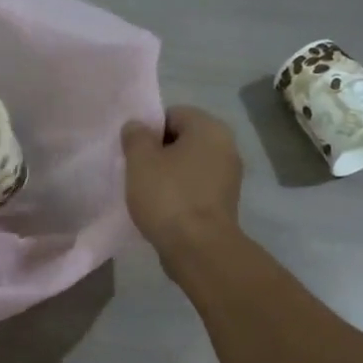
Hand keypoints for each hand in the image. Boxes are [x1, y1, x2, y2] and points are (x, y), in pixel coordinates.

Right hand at [121, 106, 243, 269]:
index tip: (133, 152)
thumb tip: (137, 126)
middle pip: (182, 139)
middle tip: (136, 172)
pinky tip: (163, 209)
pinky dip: (180, 193)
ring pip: (189, 165)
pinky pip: (196, 187)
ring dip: (168, 174)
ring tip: (147, 193)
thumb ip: (135, 136)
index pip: (172, 114)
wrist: (198, 248)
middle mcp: (226, 146)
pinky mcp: (225, 202)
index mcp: (209, 128)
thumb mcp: (140, 161)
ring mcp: (229, 176)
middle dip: (158, 152)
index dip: (148, 130)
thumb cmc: (168, 196)